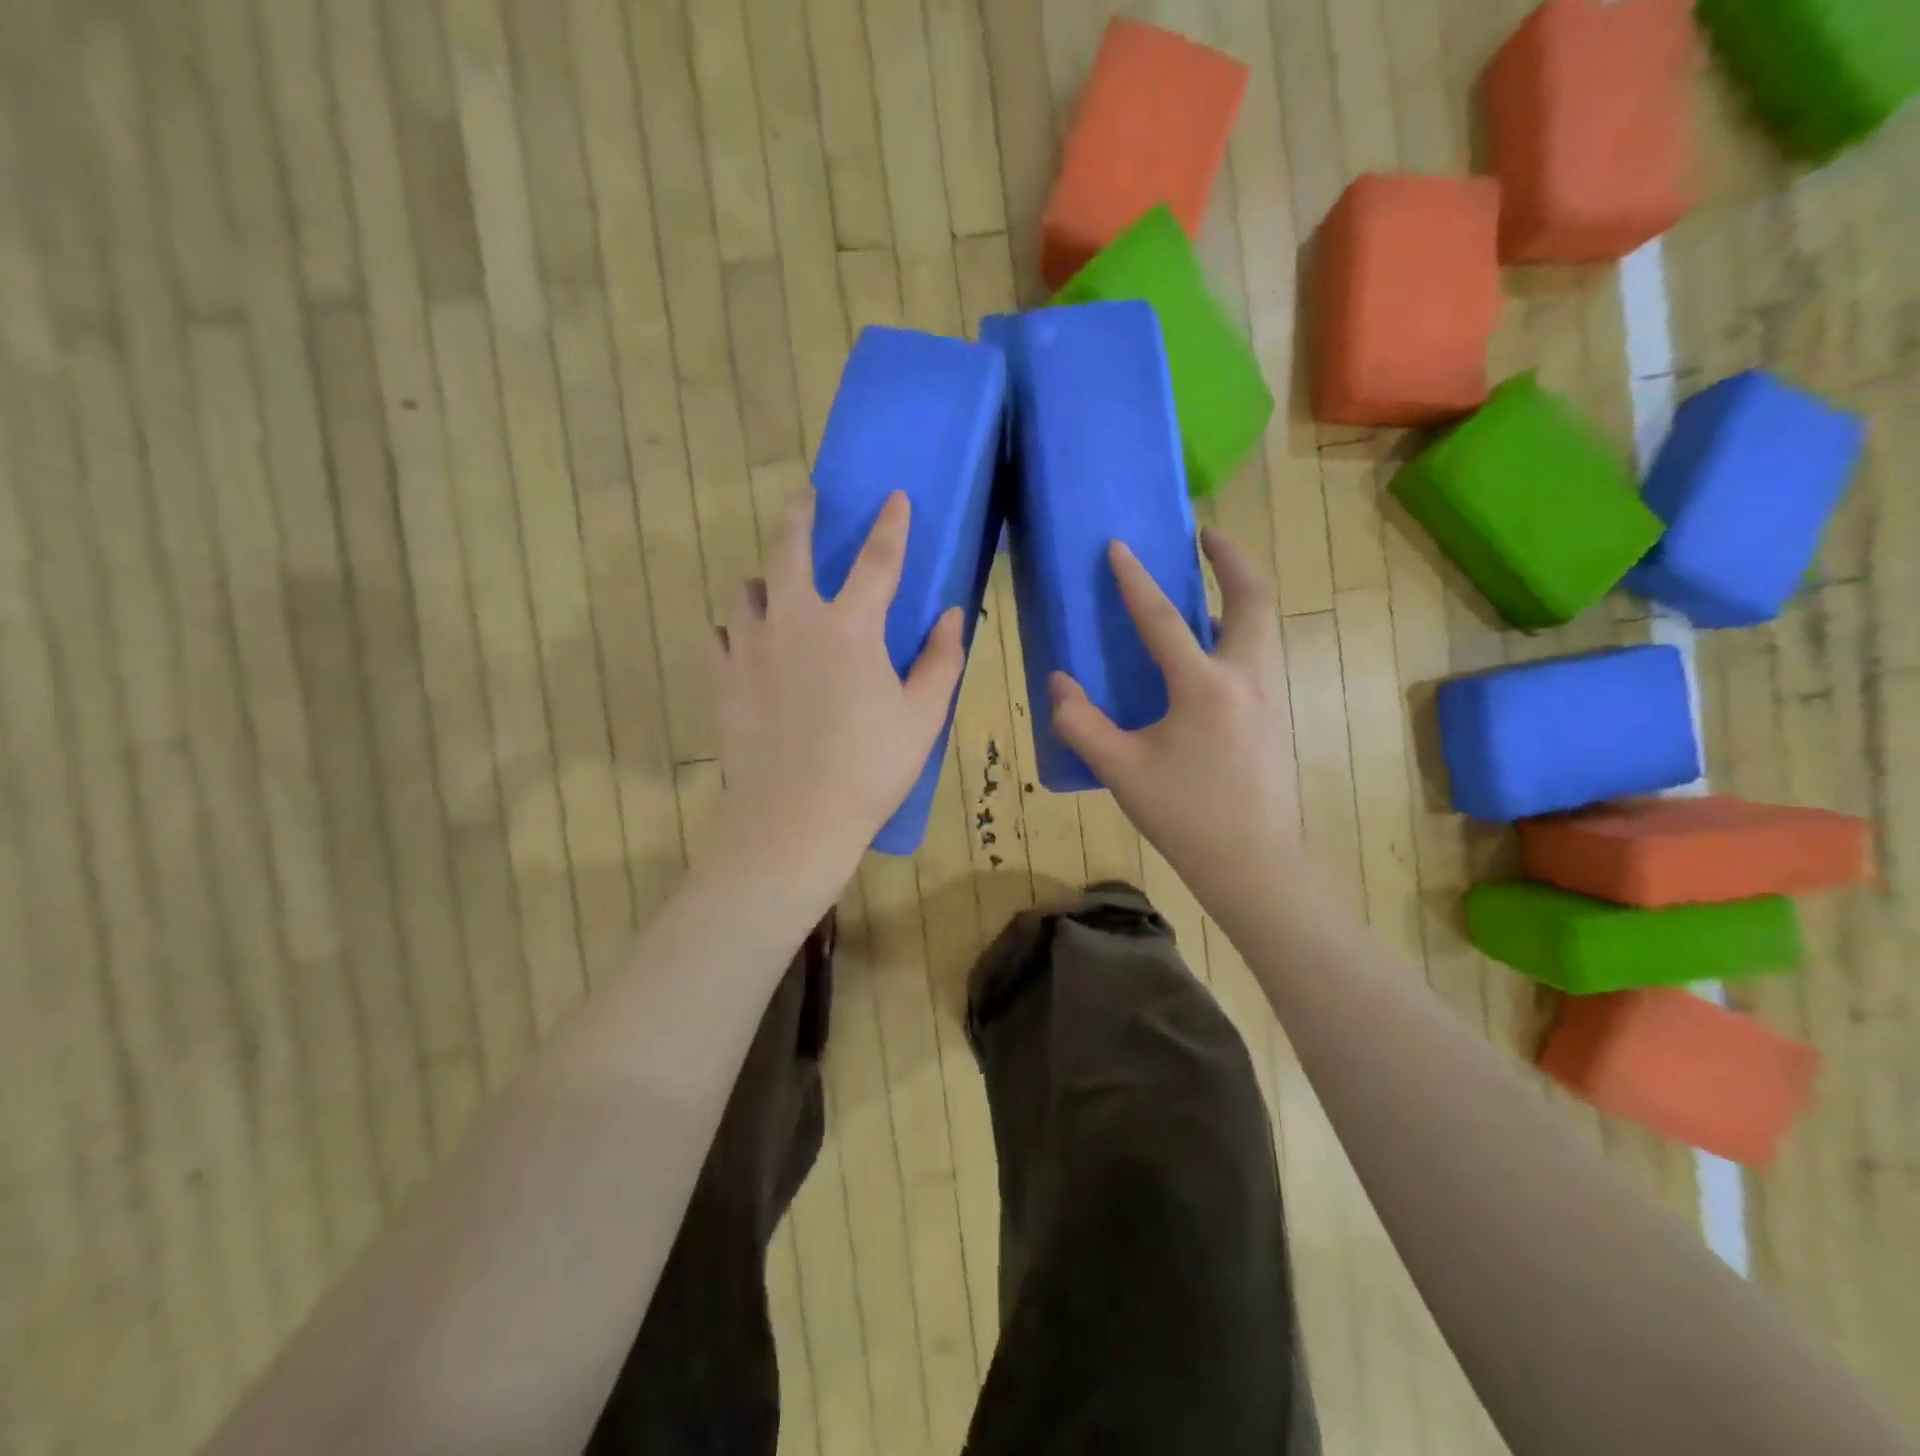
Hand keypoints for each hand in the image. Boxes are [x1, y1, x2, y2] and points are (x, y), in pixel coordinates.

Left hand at [712, 488, 964, 889]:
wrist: (793, 821)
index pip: (877, 560)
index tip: (894, 497)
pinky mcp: (723, 679)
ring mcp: (749, 649)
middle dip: (800, 515)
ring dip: (766, 581)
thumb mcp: (922, 717)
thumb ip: (941, 660)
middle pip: (789, 549)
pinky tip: (747, 644)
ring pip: (748, 591)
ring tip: (776, 590)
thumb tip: (952, 615)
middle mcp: (793, 623)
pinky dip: (737, 630)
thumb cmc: (869, 770)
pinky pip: (721, 635)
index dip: (890, 525)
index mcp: (850, 629)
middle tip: (806, 497)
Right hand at [1048, 531, 1300, 890]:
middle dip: (1231, 559)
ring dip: (1239, 594)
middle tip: (1206, 536)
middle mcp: (1247, 678)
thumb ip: (1079, 722)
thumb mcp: (1119, 770)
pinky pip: (1261, 653)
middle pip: (1252, 599)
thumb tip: (1058, 683)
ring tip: (1209, 585)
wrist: (1253, 862)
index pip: (1165, 620)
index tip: (1119, 546)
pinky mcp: (1277, 715)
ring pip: (1263, 625)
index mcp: (1205, 688)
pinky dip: (1240, 631)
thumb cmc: (1184, 815)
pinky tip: (1212, 652)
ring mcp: (1271, 695)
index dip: (1136, 581)